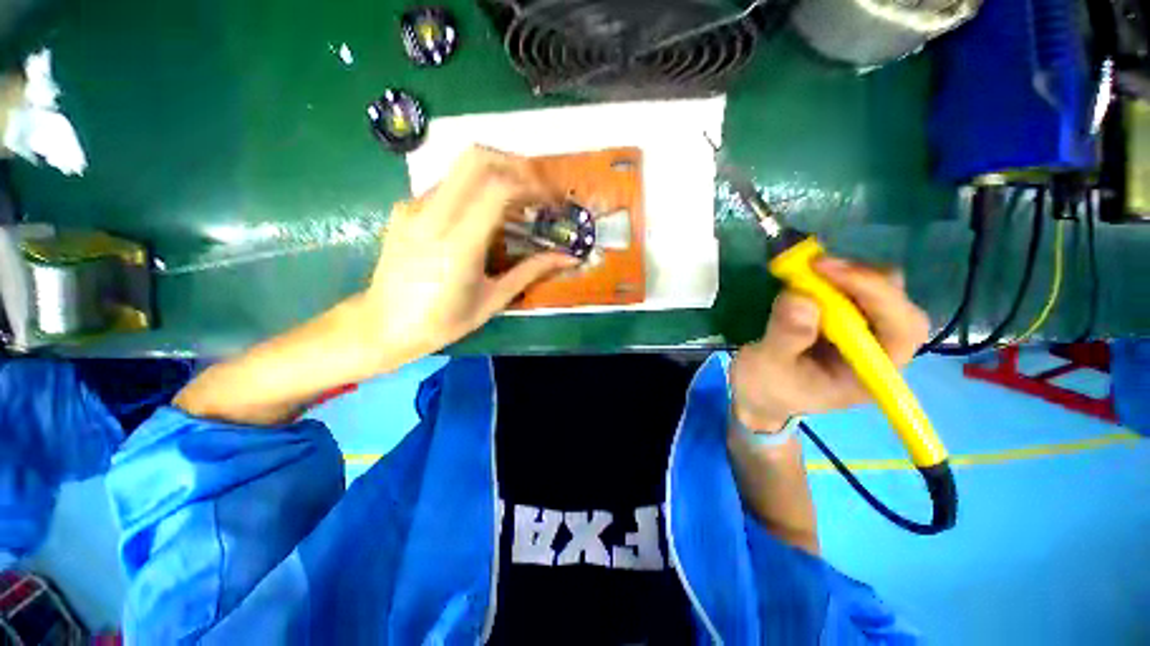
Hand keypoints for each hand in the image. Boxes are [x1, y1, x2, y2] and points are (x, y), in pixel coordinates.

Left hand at [360, 146, 576, 365]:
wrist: (382, 326)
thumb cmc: (442, 322)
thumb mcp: (493, 299)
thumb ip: (531, 271)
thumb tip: (568, 257)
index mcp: (458, 243)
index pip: (498, 187)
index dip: (532, 185)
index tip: (551, 201)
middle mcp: (432, 215)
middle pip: (476, 158)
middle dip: (515, 165)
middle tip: (536, 190)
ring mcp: (413, 207)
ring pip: (461, 168)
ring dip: (496, 176)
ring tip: (516, 205)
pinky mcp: (405, 208)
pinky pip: (447, 186)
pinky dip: (474, 190)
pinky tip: (483, 218)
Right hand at [729, 258, 929, 431]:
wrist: (758, 392)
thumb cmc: (766, 387)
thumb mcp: (767, 366)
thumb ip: (785, 337)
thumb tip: (802, 298)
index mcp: (870, 373)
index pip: (901, 331)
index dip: (876, 295)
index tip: (830, 272)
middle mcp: (877, 350)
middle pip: (897, 305)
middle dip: (863, 279)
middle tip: (817, 266)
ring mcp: (861, 332)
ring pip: (878, 291)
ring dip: (846, 274)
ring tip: (807, 269)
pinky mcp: (843, 319)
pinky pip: (852, 289)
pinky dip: (833, 275)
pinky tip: (807, 275)